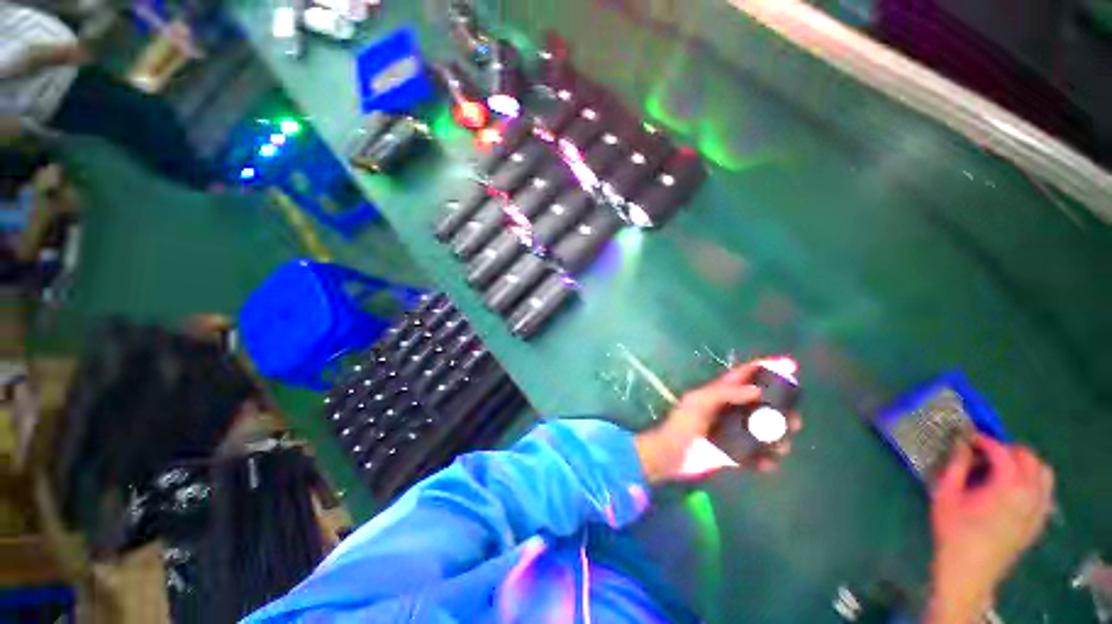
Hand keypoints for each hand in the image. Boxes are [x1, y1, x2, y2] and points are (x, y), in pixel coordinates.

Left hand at [634, 360, 801, 483]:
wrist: (671, 455)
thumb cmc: (682, 423)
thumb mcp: (699, 402)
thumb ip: (725, 393)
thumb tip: (758, 390)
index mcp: (721, 392)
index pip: (747, 374)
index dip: (768, 366)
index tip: (792, 365)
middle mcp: (731, 408)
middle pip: (764, 402)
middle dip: (783, 408)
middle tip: (794, 420)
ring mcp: (734, 430)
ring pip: (766, 429)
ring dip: (778, 437)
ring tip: (781, 446)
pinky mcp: (735, 452)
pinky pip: (757, 454)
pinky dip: (766, 459)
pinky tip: (766, 464)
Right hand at [927, 435, 1053, 622]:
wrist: (970, 571)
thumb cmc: (954, 530)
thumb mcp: (946, 495)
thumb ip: (956, 466)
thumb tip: (961, 443)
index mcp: (1008, 486)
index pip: (1002, 451)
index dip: (985, 440)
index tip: (969, 438)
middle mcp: (1030, 493)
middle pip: (1029, 457)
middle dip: (1007, 449)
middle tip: (984, 452)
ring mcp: (1039, 508)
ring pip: (1043, 472)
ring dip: (1025, 464)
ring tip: (1002, 468)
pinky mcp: (1039, 520)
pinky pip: (1045, 491)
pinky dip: (1033, 481)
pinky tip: (1014, 488)